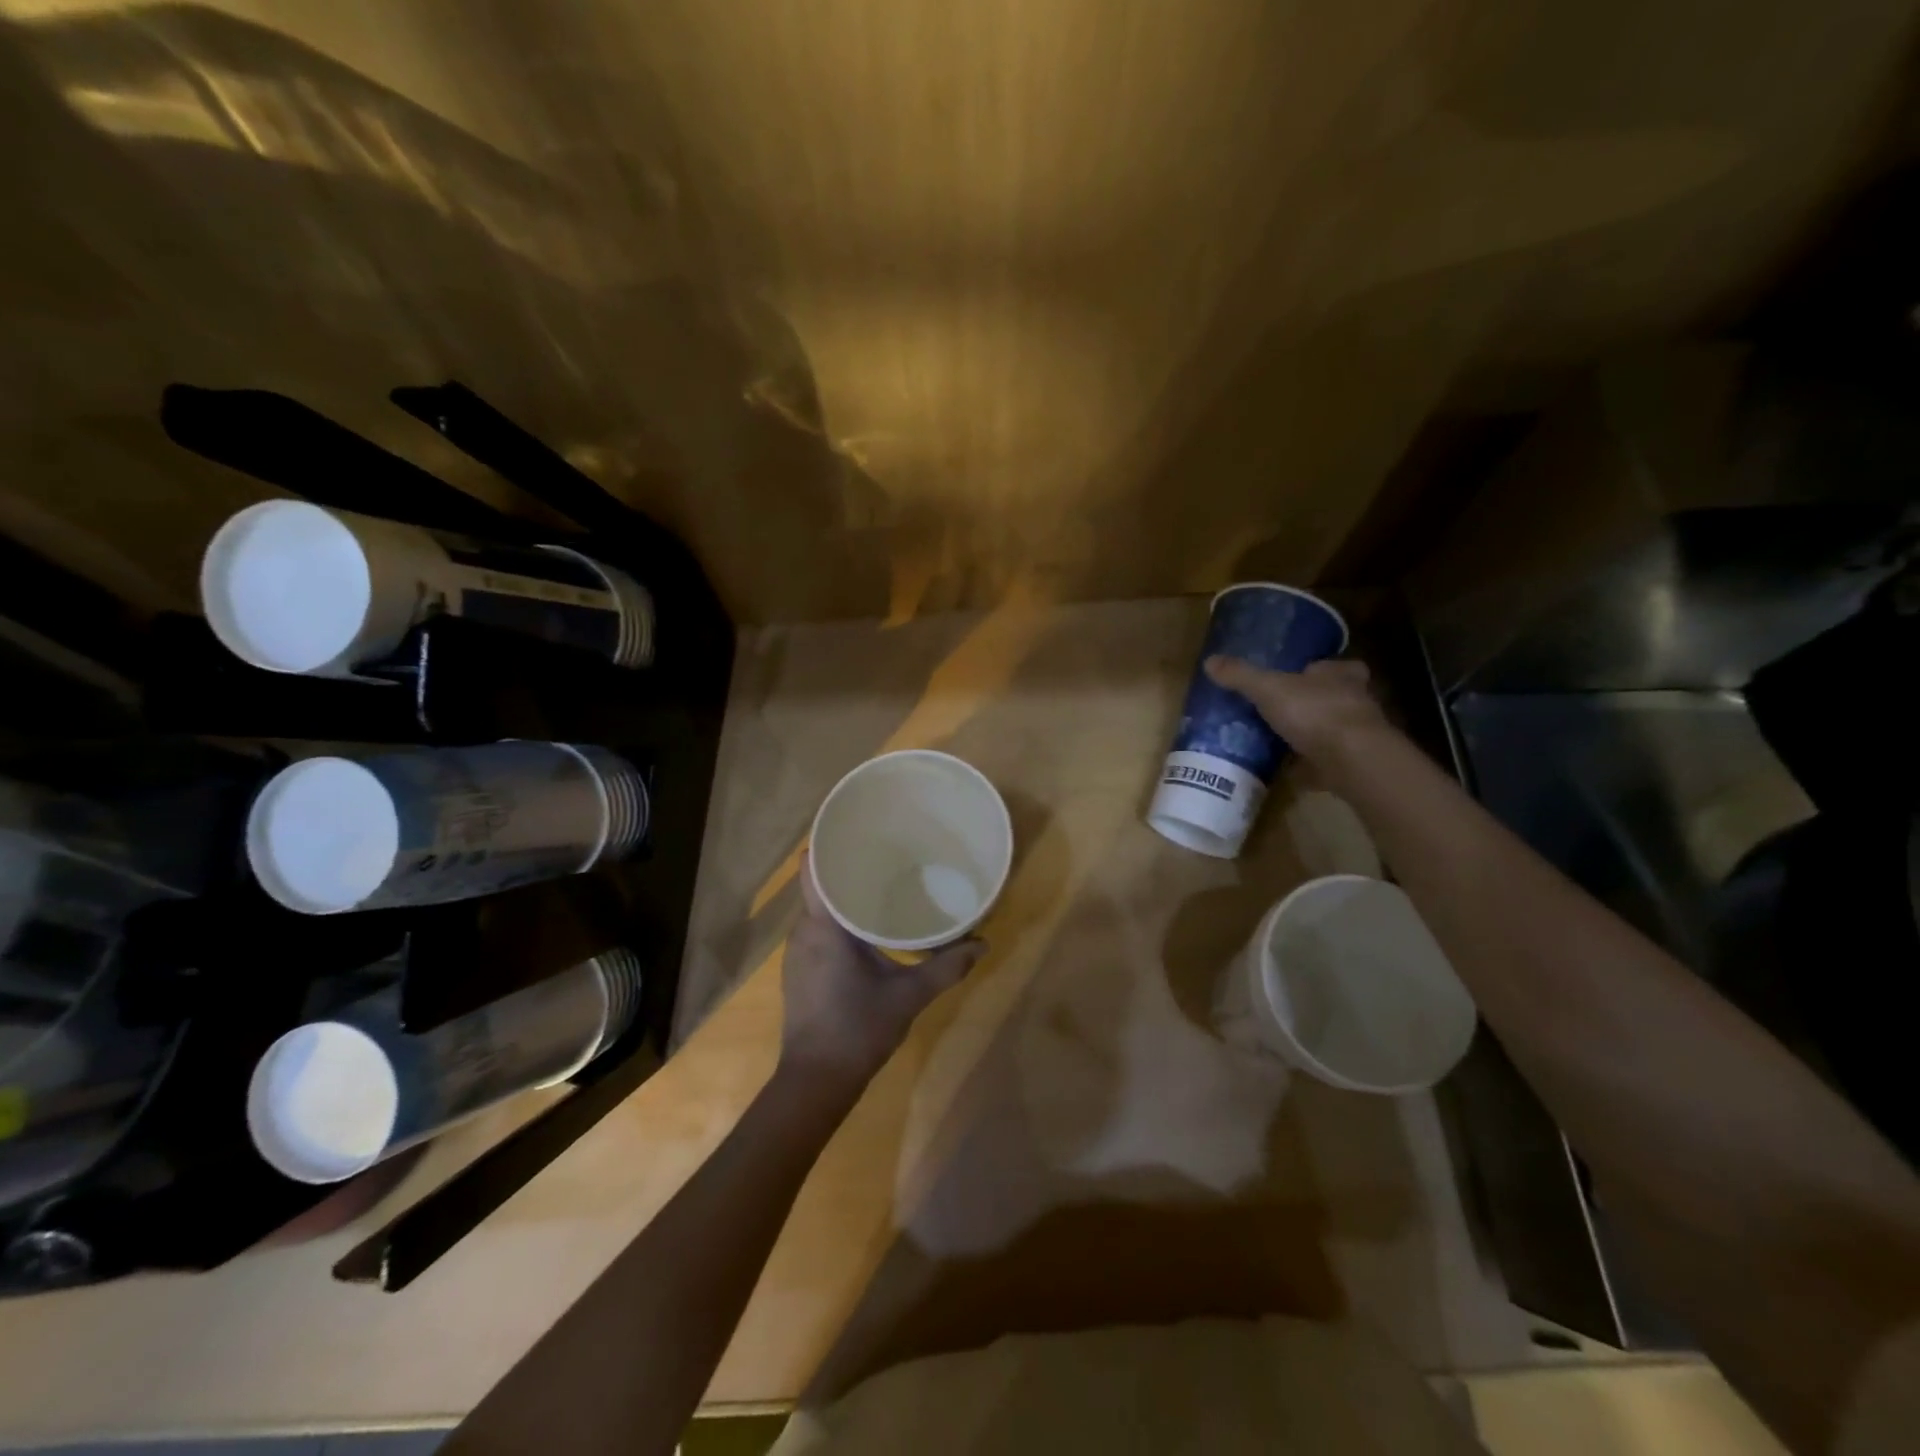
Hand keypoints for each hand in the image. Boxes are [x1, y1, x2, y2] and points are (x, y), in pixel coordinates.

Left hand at [779, 851, 985, 1089]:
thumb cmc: (858, 1029)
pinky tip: (868, 926)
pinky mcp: (800, 969)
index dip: (830, 843)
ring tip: (882, 884)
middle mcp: (804, 930)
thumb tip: (984, 943)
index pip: (813, 867)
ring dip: (845, 895)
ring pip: (820, 908)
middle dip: (849, 867)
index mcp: (824, 926)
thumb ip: (946, 967)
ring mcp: (797, 951)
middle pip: (821, 884)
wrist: (815, 1082)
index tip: (860, 830)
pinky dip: (840, 919)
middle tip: (888, 854)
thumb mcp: (909, 996)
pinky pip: (819, 928)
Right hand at [1204, 655, 1386, 761]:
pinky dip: (1311, 765)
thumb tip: (1209, 660)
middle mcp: (1355, 701)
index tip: (1301, 676)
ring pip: (1333, 729)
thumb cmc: (1314, 712)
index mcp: (1340, 675)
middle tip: (1286, 710)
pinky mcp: (1353, 763)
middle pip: (1335, 697)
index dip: (1318, 670)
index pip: (1335, 666)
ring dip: (1313, 734)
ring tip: (1282, 739)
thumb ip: (1241, 676)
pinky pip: (1328, 761)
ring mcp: (1357, 735)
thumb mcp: (1268, 689)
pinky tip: (1289, 770)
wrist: (1351, 760)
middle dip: (1314, 702)